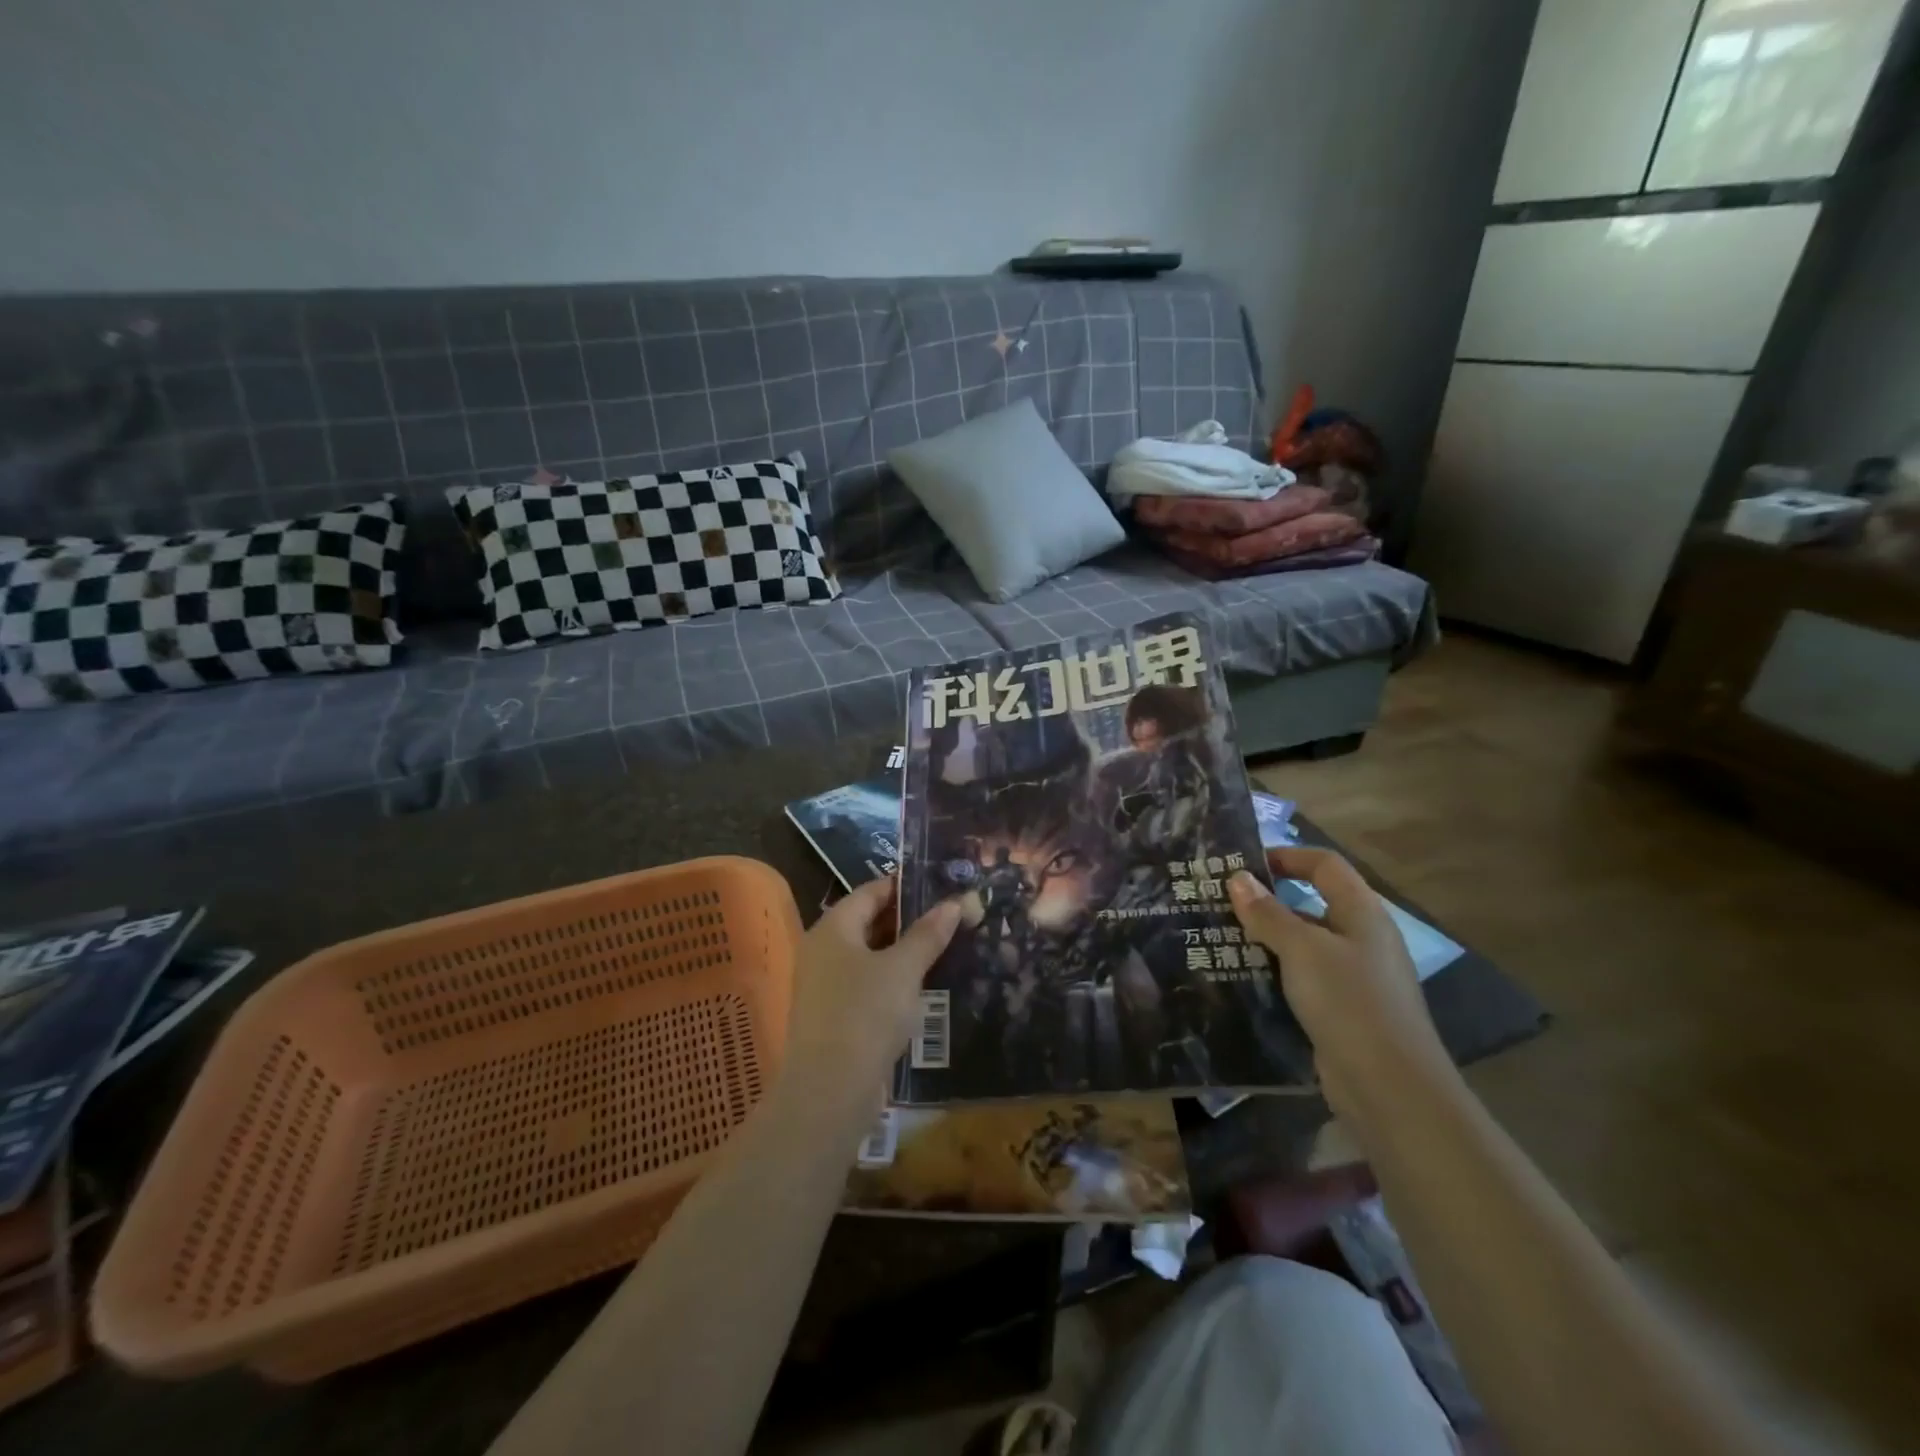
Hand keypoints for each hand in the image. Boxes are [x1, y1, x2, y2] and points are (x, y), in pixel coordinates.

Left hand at [779, 878, 960, 1118]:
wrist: (830, 1091)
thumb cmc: (866, 1014)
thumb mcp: (904, 969)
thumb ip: (928, 934)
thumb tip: (953, 902)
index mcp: (833, 928)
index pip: (871, 891)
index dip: (905, 886)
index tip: (942, 886)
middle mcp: (823, 950)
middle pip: (869, 922)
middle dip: (909, 920)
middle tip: (950, 916)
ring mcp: (825, 984)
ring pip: (870, 956)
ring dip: (903, 952)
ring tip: (945, 947)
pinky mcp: (834, 1015)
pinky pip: (867, 984)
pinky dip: (893, 979)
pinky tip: (923, 986)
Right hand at [1228, 848, 1453, 1118]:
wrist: (1391, 1088)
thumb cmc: (1349, 1002)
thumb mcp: (1302, 950)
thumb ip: (1268, 913)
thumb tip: (1237, 878)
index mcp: (1362, 913)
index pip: (1325, 865)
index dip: (1286, 856)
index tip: (1243, 864)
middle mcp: (1361, 939)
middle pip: (1312, 904)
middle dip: (1267, 901)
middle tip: (1219, 902)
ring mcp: (1354, 978)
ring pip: (1303, 945)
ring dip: (1265, 939)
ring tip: (1219, 938)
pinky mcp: (1342, 1011)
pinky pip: (1302, 979)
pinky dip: (1274, 973)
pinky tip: (1241, 978)